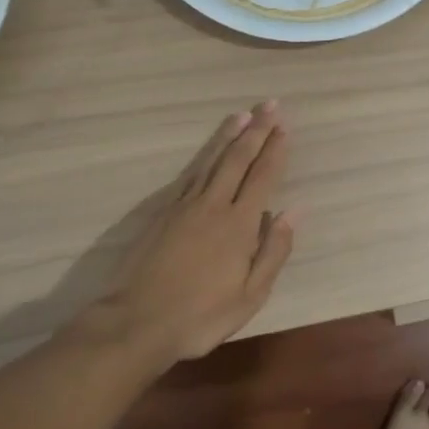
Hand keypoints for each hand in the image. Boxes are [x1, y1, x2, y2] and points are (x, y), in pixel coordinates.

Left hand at [87, 103, 295, 365]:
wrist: (135, 323)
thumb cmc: (200, 315)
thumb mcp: (250, 295)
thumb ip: (273, 251)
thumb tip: (292, 212)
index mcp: (239, 224)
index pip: (263, 177)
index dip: (275, 151)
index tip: (285, 128)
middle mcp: (214, 205)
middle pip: (238, 159)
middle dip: (256, 130)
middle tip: (270, 105)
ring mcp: (184, 206)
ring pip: (212, 161)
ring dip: (229, 136)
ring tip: (242, 115)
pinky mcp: (162, 213)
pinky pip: (190, 175)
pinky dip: (204, 158)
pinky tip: (209, 153)